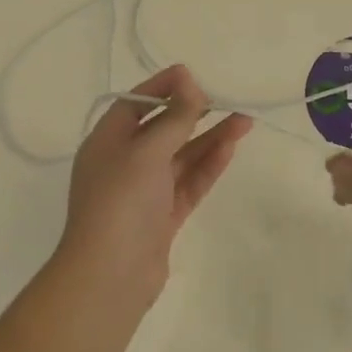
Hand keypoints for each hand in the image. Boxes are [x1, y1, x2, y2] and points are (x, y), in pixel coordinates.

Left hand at [55, 65, 252, 304]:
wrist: (110, 276)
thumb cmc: (121, 202)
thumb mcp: (147, 152)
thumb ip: (174, 118)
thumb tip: (189, 80)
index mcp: (107, 142)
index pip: (135, 104)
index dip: (162, 87)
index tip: (192, 74)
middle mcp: (124, 163)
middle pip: (162, 129)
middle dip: (193, 113)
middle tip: (225, 97)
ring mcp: (145, 191)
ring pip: (181, 157)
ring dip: (210, 138)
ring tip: (244, 120)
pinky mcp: (163, 216)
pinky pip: (189, 182)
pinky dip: (209, 165)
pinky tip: (231, 148)